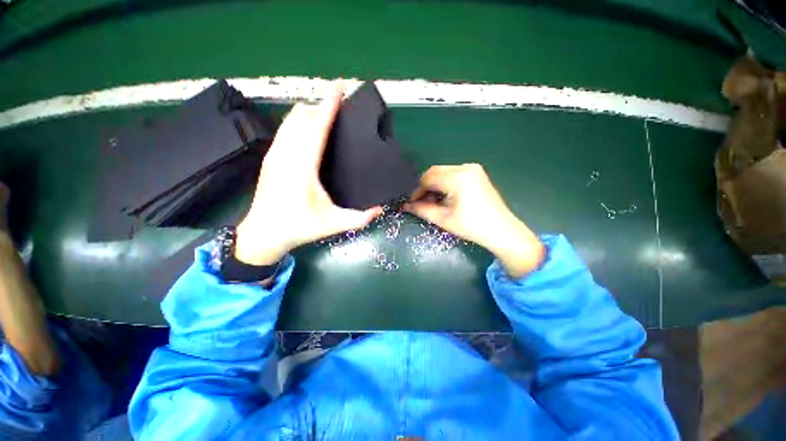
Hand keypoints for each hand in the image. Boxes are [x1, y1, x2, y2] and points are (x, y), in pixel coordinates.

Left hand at [235, 85, 382, 265]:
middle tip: (340, 101)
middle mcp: (286, 154)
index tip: (339, 87)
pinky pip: (284, 129)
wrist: (262, 233)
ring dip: (309, 112)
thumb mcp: (333, 224)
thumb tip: (381, 210)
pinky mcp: (270, 157)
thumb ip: (359, 219)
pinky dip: (298, 121)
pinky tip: (307, 126)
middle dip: (321, 105)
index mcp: (303, 167)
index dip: (329, 106)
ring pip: (290, 120)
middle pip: (302, 117)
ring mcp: (275, 154)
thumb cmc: (299, 227)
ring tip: (326, 110)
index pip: (316, 127)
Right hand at [404, 164, 543, 277]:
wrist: (502, 231)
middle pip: (435, 171)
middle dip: (425, 186)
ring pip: (444, 171)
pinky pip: (454, 173)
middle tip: (422, 201)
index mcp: (457, 178)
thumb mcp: (443, 219)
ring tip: (433, 200)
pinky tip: (445, 196)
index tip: (412, 202)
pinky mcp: (477, 173)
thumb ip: (422, 209)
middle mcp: (465, 167)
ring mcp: (473, 169)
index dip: (417, 190)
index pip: (428, 178)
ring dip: (435, 184)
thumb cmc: (472, 226)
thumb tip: (405, 205)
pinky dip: (445, 182)